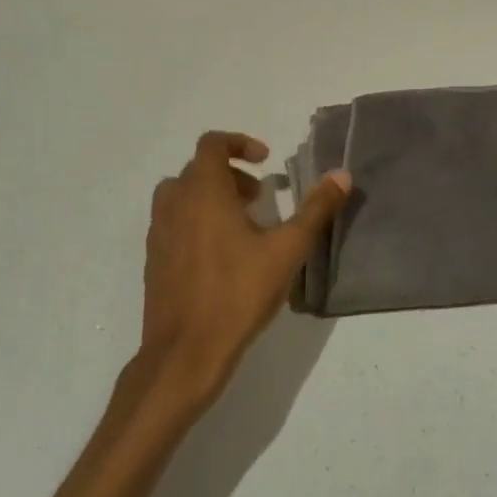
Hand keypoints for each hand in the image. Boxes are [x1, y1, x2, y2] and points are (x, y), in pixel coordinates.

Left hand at [141, 132, 349, 406]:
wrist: (185, 353)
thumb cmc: (238, 294)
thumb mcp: (287, 250)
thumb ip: (316, 209)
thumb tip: (342, 175)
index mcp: (203, 192)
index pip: (211, 144)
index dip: (239, 143)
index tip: (264, 161)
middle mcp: (175, 204)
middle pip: (197, 169)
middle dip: (231, 174)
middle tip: (259, 198)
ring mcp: (159, 233)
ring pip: (181, 195)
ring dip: (210, 196)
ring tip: (241, 224)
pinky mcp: (154, 260)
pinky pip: (173, 222)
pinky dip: (195, 220)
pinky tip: (221, 255)